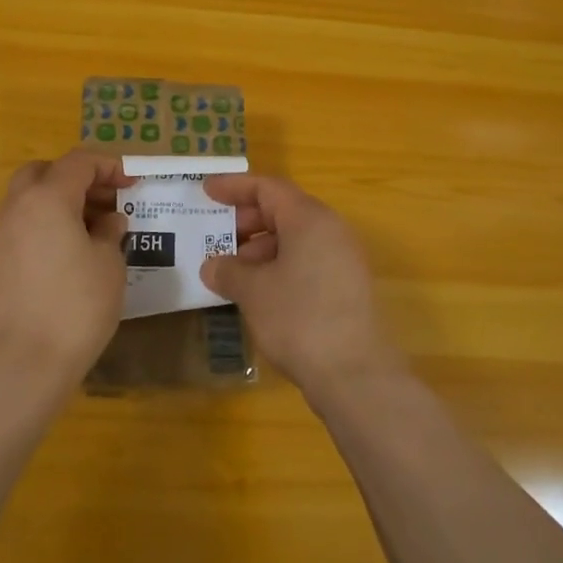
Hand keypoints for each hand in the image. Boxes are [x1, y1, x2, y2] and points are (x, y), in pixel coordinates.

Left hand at [0, 151, 130, 387]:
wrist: (21, 363)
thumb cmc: (75, 306)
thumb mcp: (109, 265)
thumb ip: (110, 233)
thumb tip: (107, 222)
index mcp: (48, 198)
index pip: (79, 162)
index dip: (109, 166)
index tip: (131, 184)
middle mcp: (17, 208)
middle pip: (44, 172)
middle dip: (75, 178)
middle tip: (104, 201)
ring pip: (28, 200)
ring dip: (58, 203)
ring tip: (90, 231)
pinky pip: (20, 228)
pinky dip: (43, 227)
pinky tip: (65, 257)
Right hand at [200, 173, 404, 400]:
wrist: (356, 375)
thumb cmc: (299, 319)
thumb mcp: (253, 292)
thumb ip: (228, 271)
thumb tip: (212, 266)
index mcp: (309, 218)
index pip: (267, 188)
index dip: (234, 187)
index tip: (206, 191)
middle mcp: (331, 229)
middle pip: (283, 210)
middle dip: (246, 219)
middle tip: (217, 235)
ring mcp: (343, 258)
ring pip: (296, 237)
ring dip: (261, 247)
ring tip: (232, 270)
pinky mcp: (347, 286)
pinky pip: (307, 260)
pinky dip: (280, 265)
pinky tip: (259, 291)